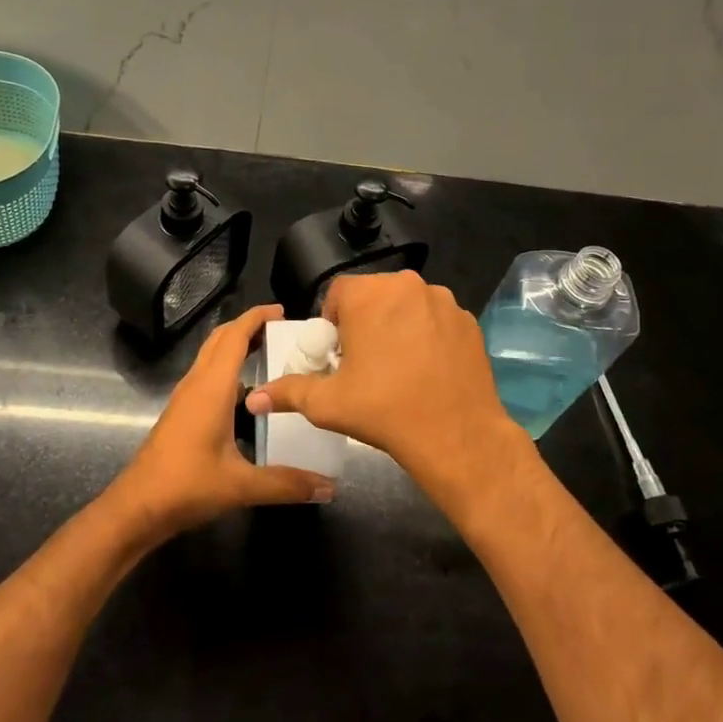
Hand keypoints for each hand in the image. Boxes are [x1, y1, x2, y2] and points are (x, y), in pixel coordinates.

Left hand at [110, 304, 335, 544]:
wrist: (137, 507)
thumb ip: (286, 483)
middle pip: (220, 340)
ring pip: (211, 357)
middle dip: (248, 327)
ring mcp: (185, 398)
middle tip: (281, 329)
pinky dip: (227, 369)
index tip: (282, 311)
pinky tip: (248, 394)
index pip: (234, 337)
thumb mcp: (241, 486)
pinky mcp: (181, 413)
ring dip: (236, 346)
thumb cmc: (186, 486)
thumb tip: (329, 487)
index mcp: (211, 388)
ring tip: (270, 354)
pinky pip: (207, 376)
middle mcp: (196, 384)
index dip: (256, 318)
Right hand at [245, 272, 535, 521]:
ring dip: (397, 326)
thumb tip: (253, 398)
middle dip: (364, 322)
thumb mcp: (327, 403)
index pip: (338, 294)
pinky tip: (427, 371)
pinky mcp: (469, 322)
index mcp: (369, 294)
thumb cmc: (384, 410)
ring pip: (408, 306)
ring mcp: (444, 302)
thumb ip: (287, 392)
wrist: (457, 435)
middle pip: (374, 296)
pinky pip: (437, 321)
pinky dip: (428, 337)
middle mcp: (408, 285)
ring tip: (397, 368)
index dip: (332, 323)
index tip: (337, 354)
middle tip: (363, 363)